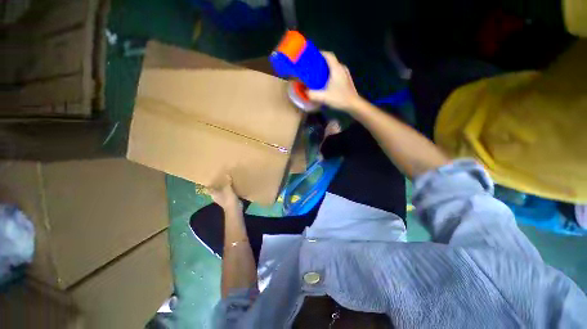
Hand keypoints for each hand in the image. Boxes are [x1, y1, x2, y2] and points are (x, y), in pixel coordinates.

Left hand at [207, 176, 241, 212]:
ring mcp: (222, 198)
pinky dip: (228, 190)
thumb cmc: (228, 199)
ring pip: (221, 191)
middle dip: (217, 184)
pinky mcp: (228, 199)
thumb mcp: (228, 189)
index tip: (210, 178)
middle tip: (220, 177)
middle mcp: (216, 196)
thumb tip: (227, 175)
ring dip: (223, 187)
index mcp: (213, 194)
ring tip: (226, 180)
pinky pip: (227, 193)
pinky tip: (232, 186)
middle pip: (215, 189)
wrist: (234, 208)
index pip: (208, 189)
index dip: (208, 184)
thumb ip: (227, 182)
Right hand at [308, 52, 361, 110]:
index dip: (320, 53)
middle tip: (312, 67)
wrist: (353, 104)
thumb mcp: (324, 97)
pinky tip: (325, 81)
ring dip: (325, 68)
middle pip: (330, 60)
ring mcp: (345, 73)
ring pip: (334, 67)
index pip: (329, 55)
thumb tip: (304, 91)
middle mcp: (342, 68)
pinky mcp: (346, 79)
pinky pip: (336, 72)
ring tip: (317, 74)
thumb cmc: (340, 98)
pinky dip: (330, 73)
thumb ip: (313, 94)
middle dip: (321, 62)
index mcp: (336, 69)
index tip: (312, 56)